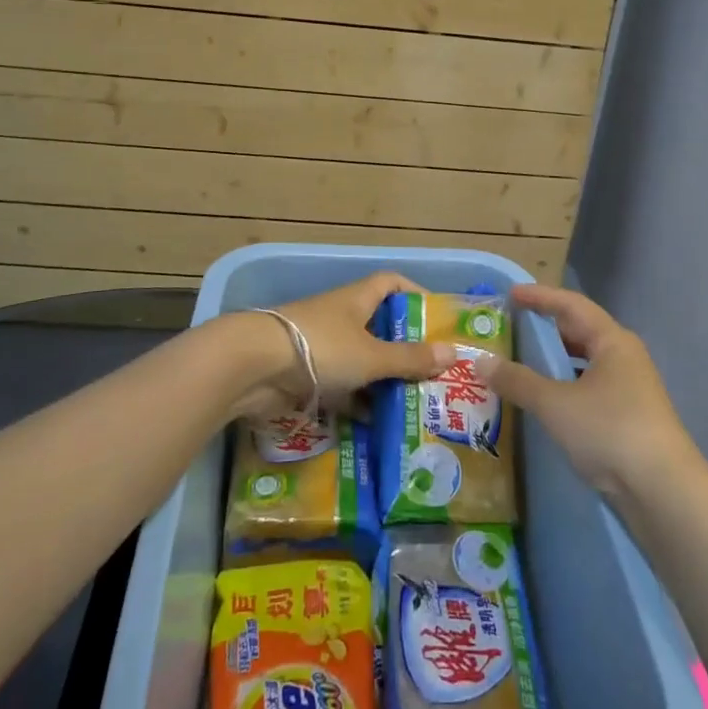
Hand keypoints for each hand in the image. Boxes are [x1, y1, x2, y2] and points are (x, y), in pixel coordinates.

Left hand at [229, 272, 455, 422]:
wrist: (253, 366)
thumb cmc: (321, 348)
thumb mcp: (372, 355)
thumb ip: (410, 358)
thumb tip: (453, 353)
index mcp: (357, 299)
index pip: (391, 283)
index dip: (415, 294)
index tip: (436, 317)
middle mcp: (340, 318)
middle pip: (379, 327)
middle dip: (404, 349)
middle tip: (433, 373)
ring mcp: (321, 347)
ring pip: (360, 361)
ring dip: (382, 381)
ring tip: (413, 404)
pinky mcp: (305, 375)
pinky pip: (340, 386)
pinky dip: (357, 402)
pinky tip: (377, 425)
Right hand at [476, 284, 699, 500]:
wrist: (663, 491)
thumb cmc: (609, 430)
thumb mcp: (555, 403)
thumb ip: (517, 380)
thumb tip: (481, 361)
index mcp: (612, 341)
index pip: (571, 306)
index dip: (540, 297)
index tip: (511, 294)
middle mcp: (624, 357)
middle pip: (581, 331)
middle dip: (547, 326)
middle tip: (514, 325)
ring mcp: (630, 389)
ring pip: (585, 363)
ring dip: (555, 360)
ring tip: (523, 362)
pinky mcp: (629, 418)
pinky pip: (590, 388)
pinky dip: (565, 386)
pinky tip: (547, 401)